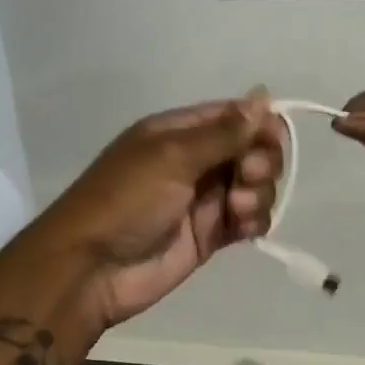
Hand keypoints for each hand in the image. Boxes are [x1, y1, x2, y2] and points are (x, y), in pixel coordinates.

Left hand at [30, 93, 285, 332]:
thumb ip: (222, 132)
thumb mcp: (171, 156)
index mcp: (179, 132)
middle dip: (260, 160)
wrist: (91, 268)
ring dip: (257, 193)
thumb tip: (264, 95)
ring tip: (236, 209)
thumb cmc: (126, 200)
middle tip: (247, 176)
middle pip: (252, 150)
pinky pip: (248, 220)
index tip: (273, 139)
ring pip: (254, 186)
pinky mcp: (210, 236)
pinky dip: (254, 220)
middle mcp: (195, 161)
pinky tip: (244, 228)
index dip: (260, 124)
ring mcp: (203, 200)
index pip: (234, 116)